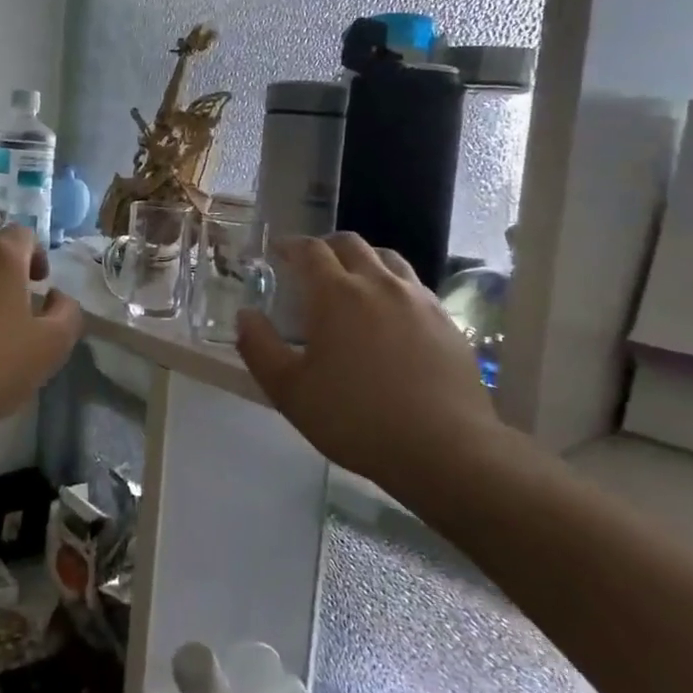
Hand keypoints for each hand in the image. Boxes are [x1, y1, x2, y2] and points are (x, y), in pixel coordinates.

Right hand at [237, 234, 509, 484]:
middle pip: (351, 244)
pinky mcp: (446, 321)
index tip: (278, 251)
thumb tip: (245, 315)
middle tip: (311, 264)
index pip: (310, 250)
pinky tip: (391, 314)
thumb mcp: (290, 391)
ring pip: (388, 259)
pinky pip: (414, 286)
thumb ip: (260, 348)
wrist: (444, 448)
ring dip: (364, 260)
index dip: (290, 245)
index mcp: (336, 294)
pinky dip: (393, 285)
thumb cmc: (355, 419)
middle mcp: (378, 284)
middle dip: (326, 246)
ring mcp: (418, 299)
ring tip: (353, 281)